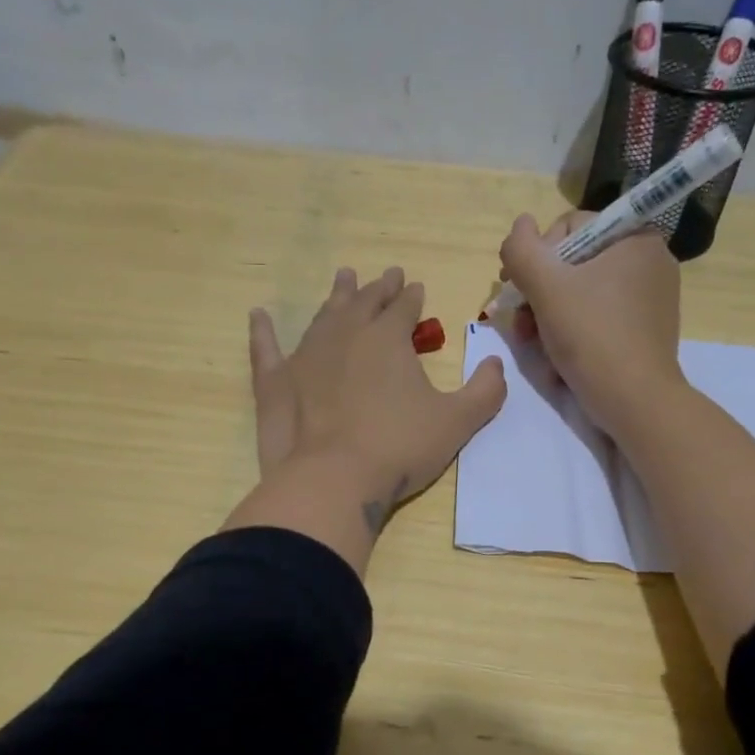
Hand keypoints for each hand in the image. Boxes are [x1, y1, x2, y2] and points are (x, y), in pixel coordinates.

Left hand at [226, 266, 506, 572]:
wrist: (332, 480)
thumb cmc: (399, 448)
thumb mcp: (457, 422)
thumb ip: (484, 391)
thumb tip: (496, 364)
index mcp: (387, 339)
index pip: (403, 308)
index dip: (412, 296)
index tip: (416, 286)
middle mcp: (345, 336)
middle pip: (364, 303)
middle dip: (378, 288)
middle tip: (386, 275)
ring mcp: (305, 357)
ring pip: (323, 316)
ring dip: (336, 297)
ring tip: (343, 278)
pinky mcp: (276, 383)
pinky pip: (266, 350)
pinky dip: (262, 332)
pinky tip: (258, 316)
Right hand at [497, 212, 681, 433]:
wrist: (635, 401)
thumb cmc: (592, 336)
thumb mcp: (546, 287)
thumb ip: (523, 249)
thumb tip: (520, 224)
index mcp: (634, 238)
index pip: (570, 228)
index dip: (535, 257)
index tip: (516, 289)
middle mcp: (649, 260)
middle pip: (574, 263)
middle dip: (539, 293)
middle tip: (521, 325)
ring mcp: (651, 297)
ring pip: (582, 293)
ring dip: (549, 316)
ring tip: (533, 344)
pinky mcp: (646, 328)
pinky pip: (599, 316)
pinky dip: (573, 331)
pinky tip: (557, 356)